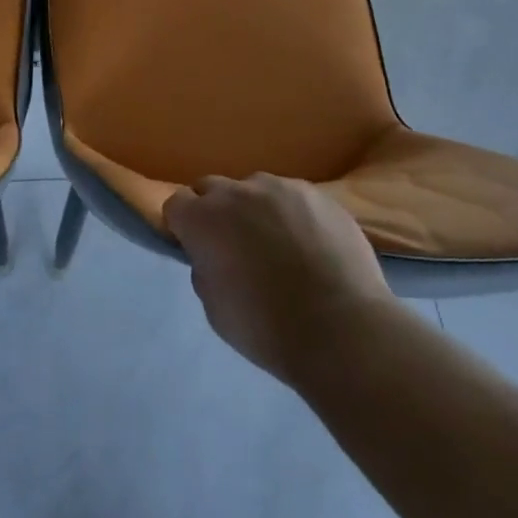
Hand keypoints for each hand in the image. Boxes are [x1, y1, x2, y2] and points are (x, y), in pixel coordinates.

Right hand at [165, 173, 400, 387]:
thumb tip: (213, 256)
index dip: (184, 226)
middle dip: (216, 212)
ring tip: (281, 246)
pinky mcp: (317, 194)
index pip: (176, 203)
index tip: (198, 249)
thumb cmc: (268, 328)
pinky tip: (312, 246)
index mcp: (203, 219)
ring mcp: (280, 187)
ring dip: (257, 211)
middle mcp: (237, 192)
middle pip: (212, 189)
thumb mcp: (215, 309)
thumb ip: (205, 269)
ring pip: (256, 190)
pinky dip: (294, 215)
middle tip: (236, 246)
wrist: (342, 329)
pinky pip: (293, 198)